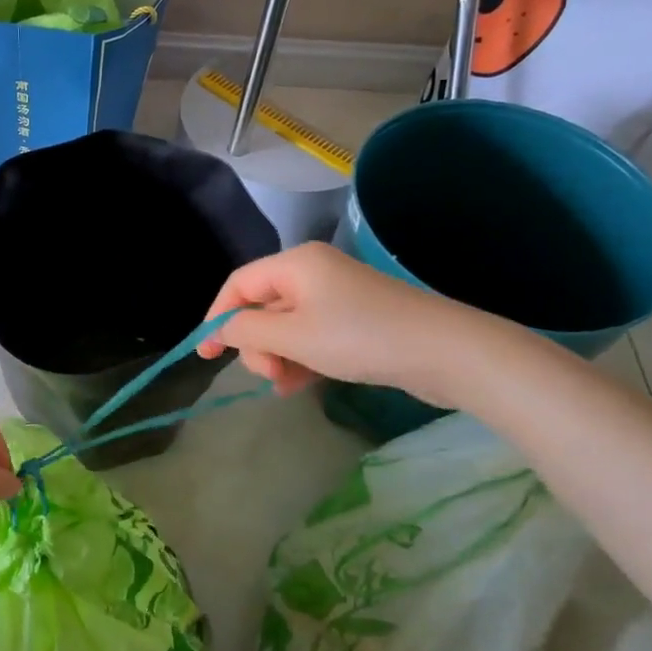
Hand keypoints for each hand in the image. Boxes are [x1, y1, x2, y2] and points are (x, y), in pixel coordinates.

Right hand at [197, 242, 495, 406]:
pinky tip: (301, 386)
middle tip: (270, 374)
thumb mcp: (294, 336)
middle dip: (257, 344)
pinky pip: (312, 338)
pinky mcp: (356, 322)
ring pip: (286, 328)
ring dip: (279, 357)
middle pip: (262, 308)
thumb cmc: (360, 337)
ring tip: (288, 386)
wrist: (446, 352)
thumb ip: (247, 332)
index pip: (239, 285)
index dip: (217, 317)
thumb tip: (222, 330)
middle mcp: (313, 274)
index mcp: (295, 264)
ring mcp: (337, 298)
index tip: (205, 354)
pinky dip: (302, 360)